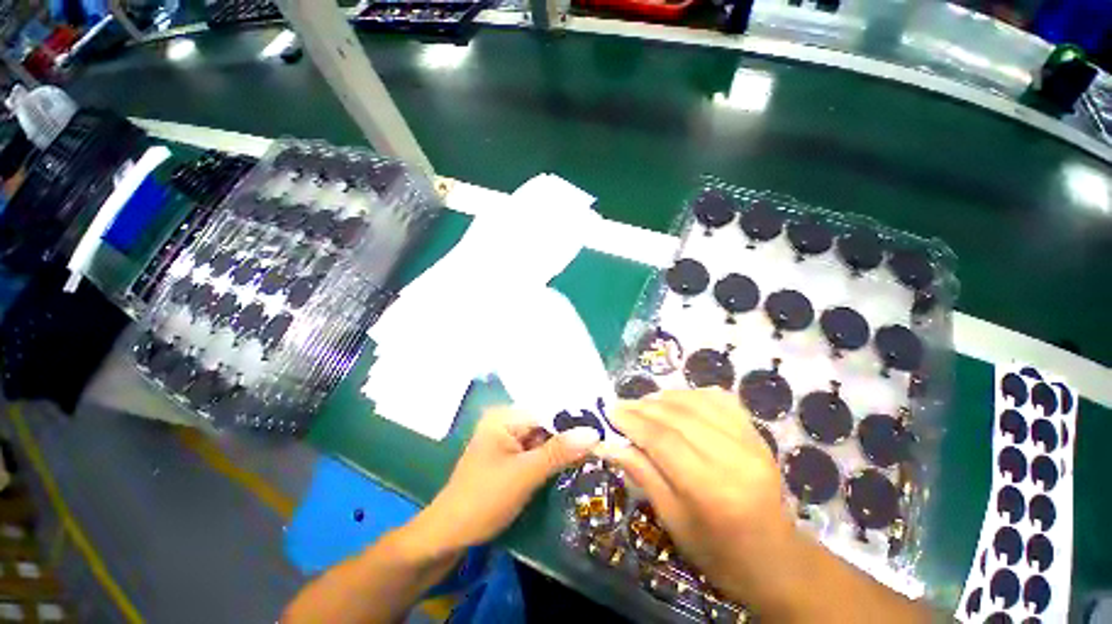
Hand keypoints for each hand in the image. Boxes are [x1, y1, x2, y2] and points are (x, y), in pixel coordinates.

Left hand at [420, 407, 600, 552]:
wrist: (450, 535)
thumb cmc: (483, 499)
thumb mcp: (524, 474)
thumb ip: (558, 451)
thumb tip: (594, 432)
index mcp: (504, 417)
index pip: (547, 409)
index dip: (574, 417)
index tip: (603, 423)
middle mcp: (507, 422)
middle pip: (546, 422)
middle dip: (571, 431)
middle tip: (604, 435)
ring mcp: (508, 441)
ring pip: (544, 438)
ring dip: (565, 445)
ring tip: (597, 445)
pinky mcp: (511, 458)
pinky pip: (538, 451)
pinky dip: (554, 456)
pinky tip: (575, 458)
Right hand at [599, 389, 794, 603]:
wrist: (775, 558)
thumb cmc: (717, 550)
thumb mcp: (671, 519)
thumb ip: (641, 473)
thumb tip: (607, 444)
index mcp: (711, 489)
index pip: (662, 440)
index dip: (632, 422)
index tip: (610, 412)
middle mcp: (735, 458)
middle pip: (678, 416)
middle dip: (643, 407)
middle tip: (621, 406)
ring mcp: (752, 441)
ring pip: (697, 402)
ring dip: (664, 398)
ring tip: (644, 404)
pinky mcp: (758, 433)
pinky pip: (719, 399)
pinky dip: (691, 395)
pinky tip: (676, 401)